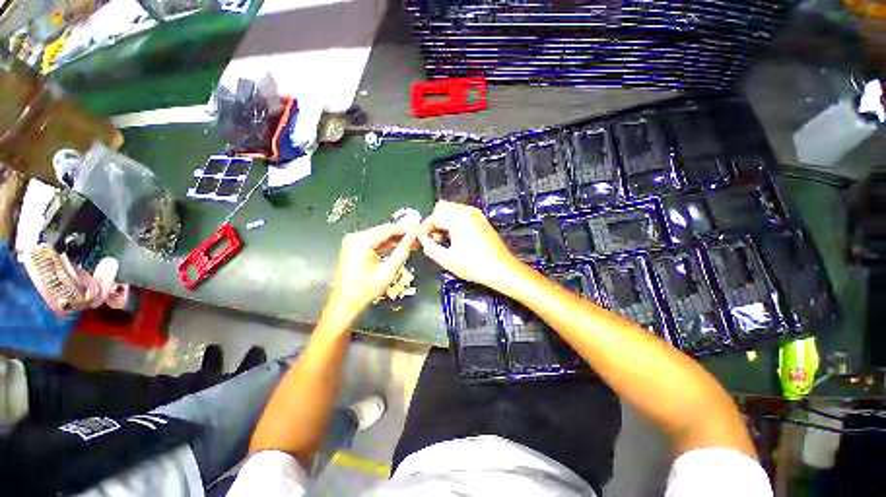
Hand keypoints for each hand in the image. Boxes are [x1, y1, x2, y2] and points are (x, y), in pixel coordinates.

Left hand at [324, 223, 418, 325]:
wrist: (344, 304)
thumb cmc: (366, 290)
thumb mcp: (388, 270)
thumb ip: (402, 251)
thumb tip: (413, 237)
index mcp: (362, 241)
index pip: (389, 228)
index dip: (406, 229)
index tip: (419, 231)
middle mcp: (355, 237)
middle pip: (383, 230)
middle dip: (401, 235)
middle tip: (417, 238)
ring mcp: (352, 241)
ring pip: (379, 235)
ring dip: (395, 240)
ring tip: (411, 244)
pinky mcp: (353, 247)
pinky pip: (373, 242)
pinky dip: (386, 245)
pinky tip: (398, 247)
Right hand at [418, 200, 522, 290]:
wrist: (501, 269)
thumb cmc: (474, 265)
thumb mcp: (447, 260)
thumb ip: (430, 247)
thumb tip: (422, 239)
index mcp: (458, 219)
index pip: (434, 216)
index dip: (424, 227)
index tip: (421, 239)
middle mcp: (467, 211)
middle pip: (442, 207)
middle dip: (435, 221)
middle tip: (435, 239)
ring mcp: (476, 213)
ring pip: (452, 209)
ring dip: (444, 220)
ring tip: (445, 239)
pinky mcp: (481, 218)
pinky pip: (462, 213)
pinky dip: (454, 220)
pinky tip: (457, 237)